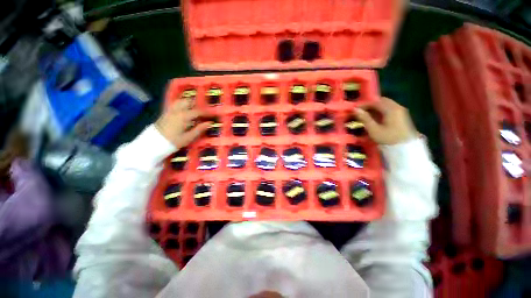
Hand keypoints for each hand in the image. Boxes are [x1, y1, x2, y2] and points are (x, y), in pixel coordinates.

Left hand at [155, 99, 211, 148]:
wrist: (154, 143)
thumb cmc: (174, 141)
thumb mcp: (189, 137)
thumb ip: (199, 129)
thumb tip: (209, 123)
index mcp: (184, 116)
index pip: (198, 111)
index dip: (206, 113)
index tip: (212, 115)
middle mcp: (177, 110)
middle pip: (188, 101)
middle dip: (197, 104)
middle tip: (203, 111)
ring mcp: (170, 110)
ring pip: (181, 101)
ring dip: (189, 103)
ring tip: (194, 109)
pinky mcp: (166, 112)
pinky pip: (175, 104)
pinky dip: (182, 105)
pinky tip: (185, 111)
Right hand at [354, 97, 417, 144]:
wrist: (405, 149)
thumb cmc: (388, 139)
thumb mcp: (373, 129)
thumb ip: (364, 118)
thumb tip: (355, 109)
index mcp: (390, 109)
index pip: (375, 102)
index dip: (364, 104)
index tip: (355, 109)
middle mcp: (397, 107)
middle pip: (381, 101)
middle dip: (370, 105)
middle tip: (360, 111)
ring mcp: (401, 111)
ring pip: (386, 105)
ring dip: (375, 108)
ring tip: (366, 115)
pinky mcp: (402, 116)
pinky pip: (390, 109)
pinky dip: (381, 111)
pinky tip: (375, 118)